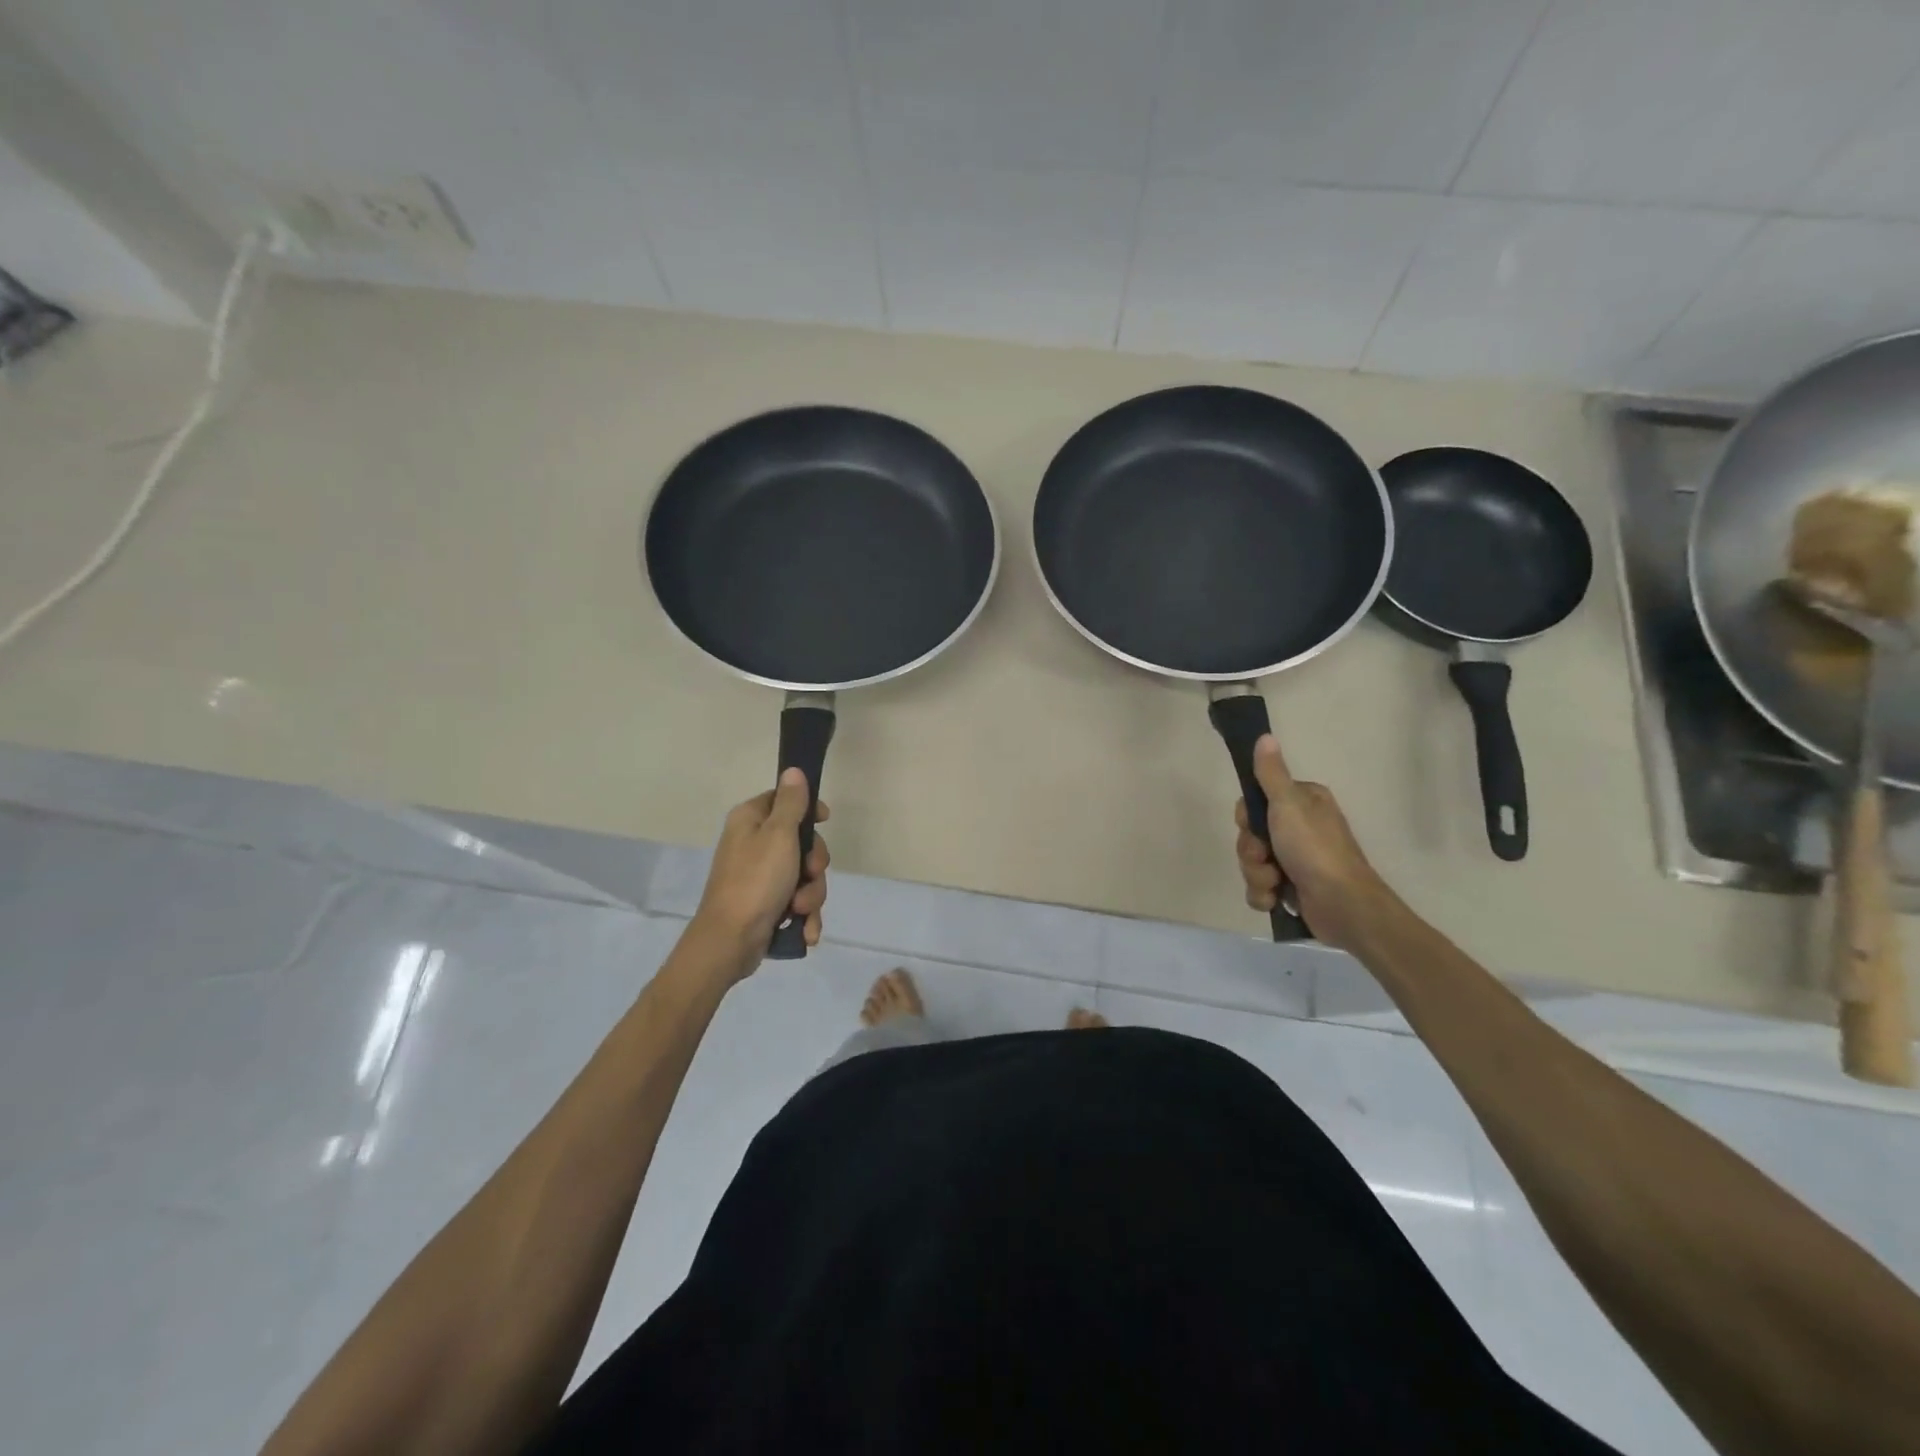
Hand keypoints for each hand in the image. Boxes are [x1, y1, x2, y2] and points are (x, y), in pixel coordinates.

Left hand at [694, 769, 830, 964]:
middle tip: (809, 874)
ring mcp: (760, 877)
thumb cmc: (756, 881)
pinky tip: (805, 930)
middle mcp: (753, 844)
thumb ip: (791, 803)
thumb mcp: (779, 835)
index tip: (824, 820)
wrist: (730, 941)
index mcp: (750, 820)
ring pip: (804, 876)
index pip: (785, 799)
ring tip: (799, 910)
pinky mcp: (767, 904)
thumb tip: (793, 770)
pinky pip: (797, 902)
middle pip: (801, 842)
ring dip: (810, 895)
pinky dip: (803, 916)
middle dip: (814, 865)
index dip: (808, 810)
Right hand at [1233, 734, 1387, 951]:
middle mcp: (1299, 828)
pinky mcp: (1292, 888)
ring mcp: (1295, 860)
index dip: (1248, 818)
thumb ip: (1271, 773)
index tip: (1253, 825)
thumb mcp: (1288, 804)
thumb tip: (1264, 736)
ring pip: (1253, 862)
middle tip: (1266, 856)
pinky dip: (1264, 895)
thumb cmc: (1315, 849)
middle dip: (1252, 852)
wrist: (1343, 905)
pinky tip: (1276, 899)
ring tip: (1275, 882)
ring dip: (1257, 875)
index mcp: (1302, 803)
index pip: (1256, 803)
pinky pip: (1260, 888)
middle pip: (1251, 835)